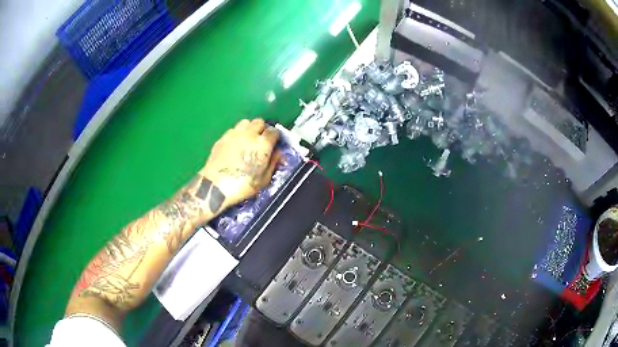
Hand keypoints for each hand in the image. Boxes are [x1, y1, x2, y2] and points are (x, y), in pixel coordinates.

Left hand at [199, 119, 279, 208]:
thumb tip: (278, 153)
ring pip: (245, 122)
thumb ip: (273, 163)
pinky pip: (233, 129)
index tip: (274, 143)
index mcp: (263, 144)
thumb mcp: (264, 179)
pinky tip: (235, 144)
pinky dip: (237, 133)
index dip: (275, 136)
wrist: (216, 186)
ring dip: (249, 128)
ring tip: (247, 139)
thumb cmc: (243, 185)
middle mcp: (249, 134)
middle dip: (262, 129)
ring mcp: (234, 133)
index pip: (274, 131)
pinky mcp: (222, 137)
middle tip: (261, 140)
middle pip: (259, 122)